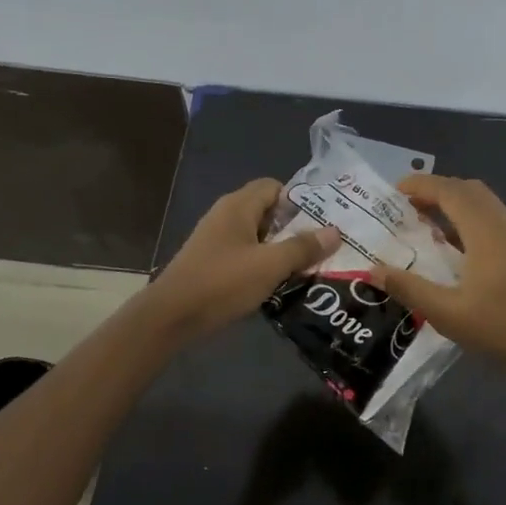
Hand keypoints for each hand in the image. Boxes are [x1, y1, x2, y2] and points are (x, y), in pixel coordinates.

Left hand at [144, 179, 339, 344]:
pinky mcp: (211, 262)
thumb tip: (335, 231)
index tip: (322, 221)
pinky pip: (245, 254)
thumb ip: (303, 247)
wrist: (170, 317)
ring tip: (307, 266)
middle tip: (322, 246)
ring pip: (257, 236)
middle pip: (268, 211)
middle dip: (295, 227)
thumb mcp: (270, 265)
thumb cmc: (222, 283)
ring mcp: (216, 240)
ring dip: (280, 249)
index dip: (299, 200)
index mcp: (238, 206)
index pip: (274, 187)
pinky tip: (278, 283)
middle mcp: (226, 216)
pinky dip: (263, 263)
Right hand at [366, 175, 505, 380]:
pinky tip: (451, 246)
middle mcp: (503, 224)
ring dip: (452, 203)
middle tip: (405, 207)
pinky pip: (490, 218)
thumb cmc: (501, 329)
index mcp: (485, 231)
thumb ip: (409, 288)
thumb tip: (372, 270)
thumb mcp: (447, 313)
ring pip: (482, 203)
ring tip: (423, 223)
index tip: (393, 190)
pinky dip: (466, 218)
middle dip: (435, 190)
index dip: (421, 185)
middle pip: (467, 190)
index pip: (450, 191)